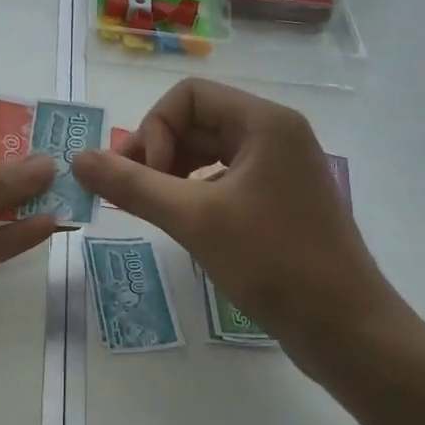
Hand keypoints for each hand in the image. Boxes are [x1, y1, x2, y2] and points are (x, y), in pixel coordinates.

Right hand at [71, 79, 397, 382]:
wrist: (347, 329)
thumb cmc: (274, 262)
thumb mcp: (194, 219)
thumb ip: (132, 185)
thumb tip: (77, 158)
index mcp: (264, 122)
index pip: (189, 95)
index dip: (155, 128)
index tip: (145, 176)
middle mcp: (275, 134)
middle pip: (199, 120)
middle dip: (160, 152)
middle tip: (136, 197)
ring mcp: (281, 168)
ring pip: (210, 152)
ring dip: (174, 174)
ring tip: (156, 212)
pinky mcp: (281, 200)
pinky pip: (226, 179)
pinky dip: (196, 193)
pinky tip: (186, 225)